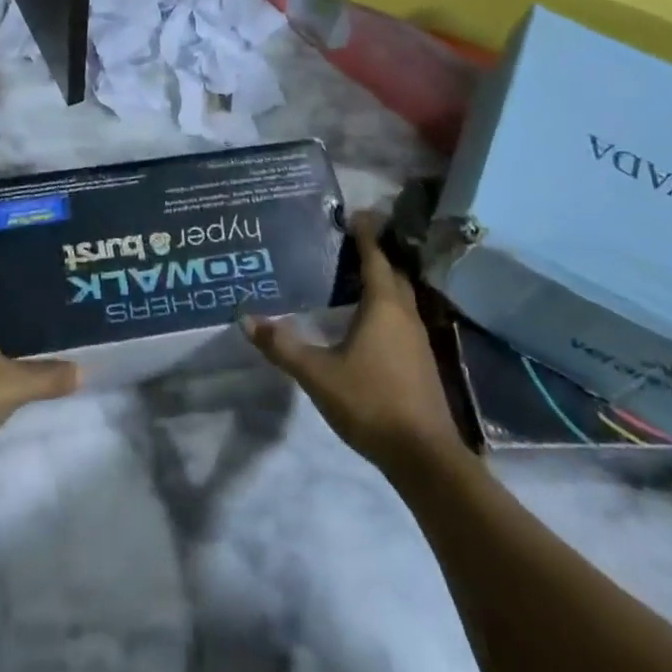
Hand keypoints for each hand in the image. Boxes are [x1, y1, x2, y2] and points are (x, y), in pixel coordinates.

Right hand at [242, 219, 463, 475]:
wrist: (425, 457)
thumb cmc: (371, 402)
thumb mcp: (318, 374)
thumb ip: (282, 346)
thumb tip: (246, 318)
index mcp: (384, 307)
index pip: (376, 258)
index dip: (366, 234)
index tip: (355, 214)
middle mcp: (405, 315)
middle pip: (393, 274)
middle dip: (375, 255)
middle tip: (350, 243)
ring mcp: (418, 340)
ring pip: (402, 298)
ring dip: (383, 282)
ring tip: (355, 277)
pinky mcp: (422, 363)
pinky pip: (403, 319)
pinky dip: (387, 307)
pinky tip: (369, 321)